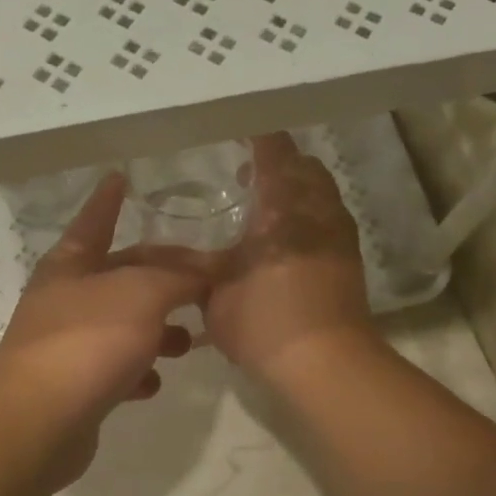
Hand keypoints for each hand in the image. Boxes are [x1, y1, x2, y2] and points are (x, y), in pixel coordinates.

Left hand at [0, 174, 209, 480]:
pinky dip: (137, 372)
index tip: (119, 177)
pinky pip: (113, 370)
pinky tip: (154, 384)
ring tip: (189, 342)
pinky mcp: (73, 387)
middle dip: (161, 279)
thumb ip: (179, 277)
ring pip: (121, 326)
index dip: (109, 200)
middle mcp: (64, 299)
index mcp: (70, 264)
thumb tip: (204, 272)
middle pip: (120, 277)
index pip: (95, 220)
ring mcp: (66, 344)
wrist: (39, 420)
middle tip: (204, 284)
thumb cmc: (88, 340)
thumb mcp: (142, 294)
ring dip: (157, 331)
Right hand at [204, 134, 375, 381]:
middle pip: (305, 167)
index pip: (275, 152)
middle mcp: (317, 211)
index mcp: (283, 207)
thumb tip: (146, 254)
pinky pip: (329, 220)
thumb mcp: (213, 292)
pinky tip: (284, 244)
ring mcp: (339, 236)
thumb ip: (185, 265)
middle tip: (246, 178)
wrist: (325, 364)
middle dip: (278, 164)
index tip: (239, 131)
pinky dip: (308, 217)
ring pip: (322, 194)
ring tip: (265, 212)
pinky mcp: (349, 261)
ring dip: (296, 191)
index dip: (259, 137)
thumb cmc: (264, 320)